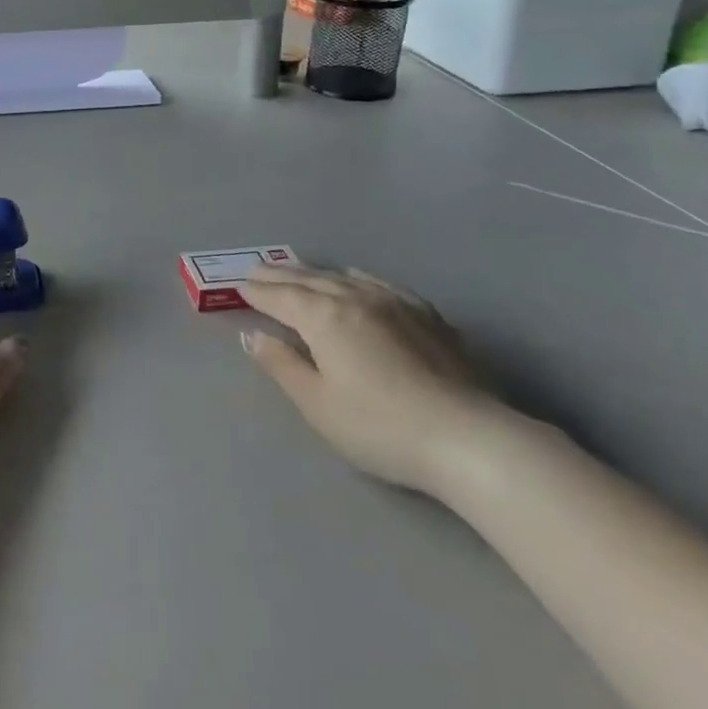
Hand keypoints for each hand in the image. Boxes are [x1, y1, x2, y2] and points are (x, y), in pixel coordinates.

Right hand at [240, 264, 497, 496]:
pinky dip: (358, 278)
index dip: (258, 292)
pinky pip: (380, 284)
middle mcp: (355, 298)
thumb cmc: (380, 427)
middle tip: (258, 270)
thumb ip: (282, 365)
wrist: (468, 438)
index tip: (240, 286)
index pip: (281, 297)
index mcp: (323, 317)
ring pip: (343, 279)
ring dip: (315, 273)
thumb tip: (253, 335)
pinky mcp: (426, 316)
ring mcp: (394, 303)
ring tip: (298, 270)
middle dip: (280, 276)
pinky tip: (357, 278)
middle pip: (309, 280)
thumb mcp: (318, 404)